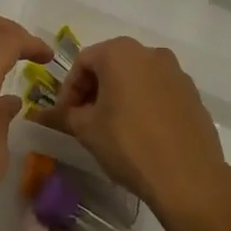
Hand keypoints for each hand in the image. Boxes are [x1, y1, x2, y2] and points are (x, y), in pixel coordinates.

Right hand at [33, 37, 230, 225]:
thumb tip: (39, 114)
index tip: (65, 117)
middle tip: (85, 121)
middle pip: (111, 65)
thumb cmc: (129, 145)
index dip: (69, 89)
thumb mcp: (87, 130)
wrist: (189, 177)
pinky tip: (142, 134)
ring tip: (113, 129)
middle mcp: (150, 52)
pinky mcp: (192, 94)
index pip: (83, 62)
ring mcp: (176, 72)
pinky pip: (159, 92)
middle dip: (94, 91)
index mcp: (120, 52)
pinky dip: (145, 104)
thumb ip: (63, 116)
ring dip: (120, 96)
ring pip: (137, 78)